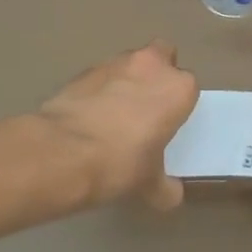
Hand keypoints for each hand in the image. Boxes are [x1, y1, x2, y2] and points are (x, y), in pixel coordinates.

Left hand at [37, 41, 198, 210]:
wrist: (63, 152)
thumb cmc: (121, 163)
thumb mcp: (150, 184)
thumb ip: (165, 186)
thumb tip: (171, 195)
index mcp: (178, 88)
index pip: (188, 87)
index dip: (177, 104)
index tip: (168, 123)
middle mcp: (151, 65)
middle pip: (162, 56)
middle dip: (156, 74)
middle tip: (147, 106)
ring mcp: (114, 63)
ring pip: (129, 63)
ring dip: (126, 80)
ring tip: (113, 115)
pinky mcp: (82, 71)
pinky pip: (99, 77)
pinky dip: (98, 91)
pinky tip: (89, 117)